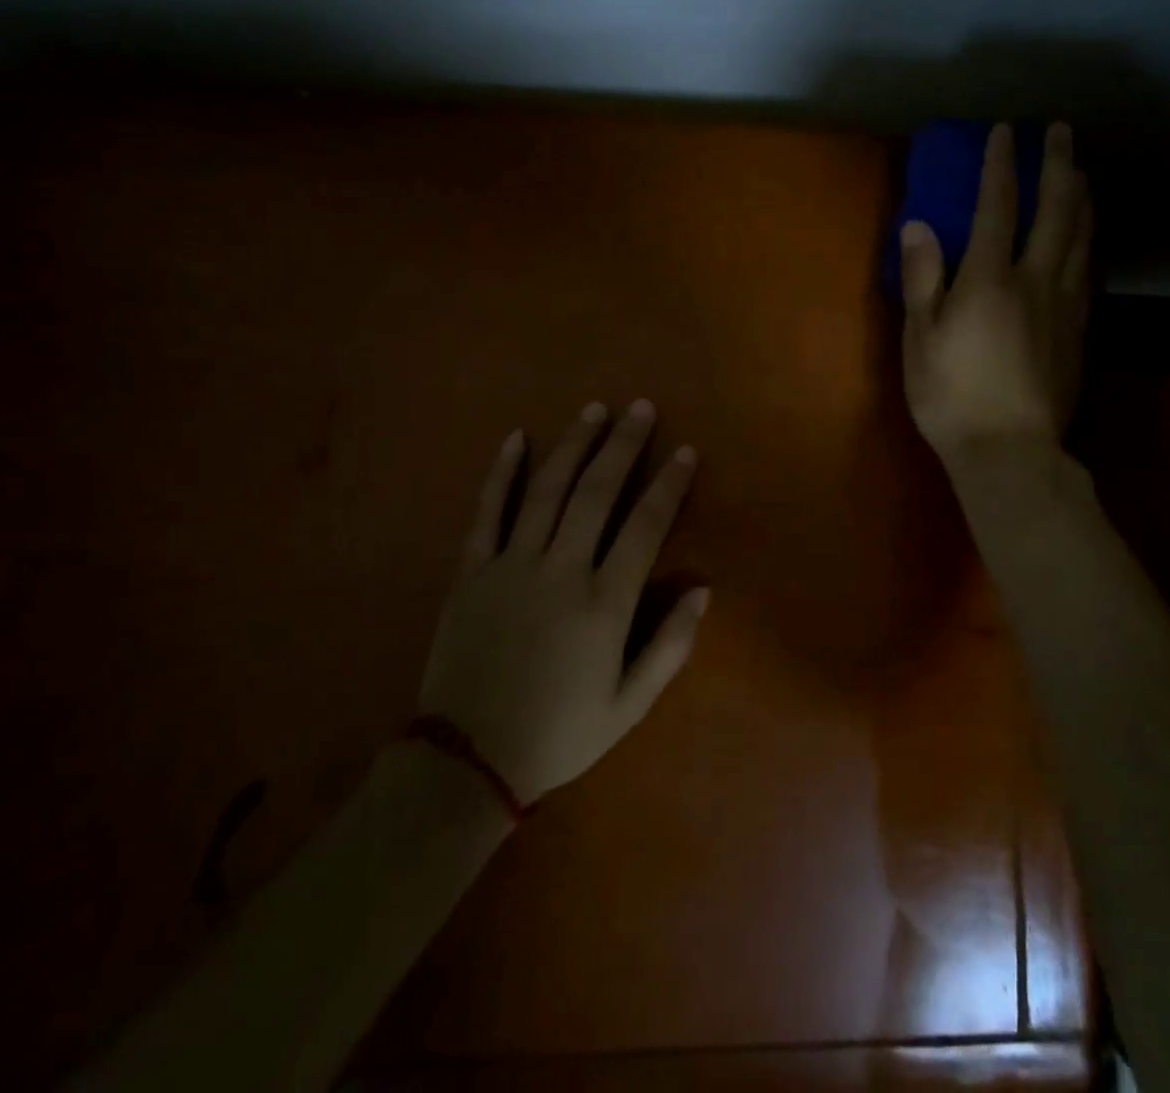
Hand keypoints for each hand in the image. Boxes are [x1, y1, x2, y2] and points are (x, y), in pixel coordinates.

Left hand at [417, 400, 705, 803]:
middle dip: (623, 445)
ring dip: (573, 445)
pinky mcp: (471, 572)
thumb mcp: (630, 704)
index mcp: (604, 602)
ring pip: (547, 490)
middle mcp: (560, 570)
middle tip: (640, 408)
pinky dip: (501, 473)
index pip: (645, 526)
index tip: (684, 451)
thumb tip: (702, 590)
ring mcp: (511, 565)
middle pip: (597, 492)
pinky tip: (516, 438)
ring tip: (594, 410)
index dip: (668, 485)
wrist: (467, 761)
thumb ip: (670, 645)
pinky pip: (487, 512)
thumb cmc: (559, 733)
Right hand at [900, 121, 1092, 465]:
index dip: (1001, 165)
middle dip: (1058, 166)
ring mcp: (1065, 306)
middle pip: (1055, 211)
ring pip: (1082, 238)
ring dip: (1082, 198)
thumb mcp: (920, 339)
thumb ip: (923, 278)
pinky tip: (1089, 239)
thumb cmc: (951, 396)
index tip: (1004, 131)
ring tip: (1082, 173)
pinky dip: (1090, 243)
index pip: (998, 206)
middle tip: (1061, 132)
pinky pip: (1090, 273)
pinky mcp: (1079, 332)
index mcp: (989, 278)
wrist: (1009, 451)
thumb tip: (919, 224)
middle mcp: (1035, 280)